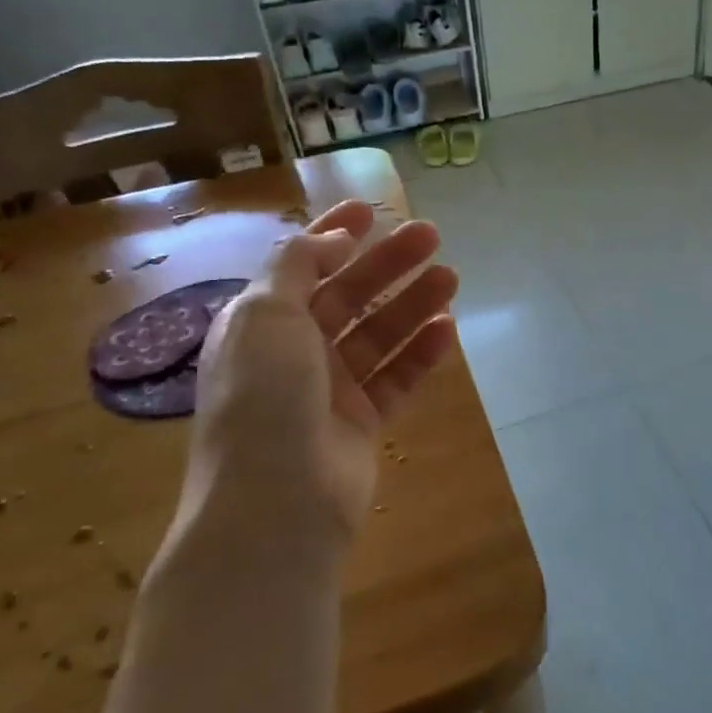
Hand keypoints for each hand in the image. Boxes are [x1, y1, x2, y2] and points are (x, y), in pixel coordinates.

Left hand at [168, 201, 458, 566]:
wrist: (276, 503)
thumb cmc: (263, 397)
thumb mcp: (265, 314)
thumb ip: (299, 264)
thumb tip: (337, 237)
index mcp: (260, 323)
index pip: (301, 266)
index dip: (333, 234)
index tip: (371, 209)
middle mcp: (294, 352)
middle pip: (349, 296)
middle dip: (387, 264)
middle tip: (431, 236)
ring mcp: (329, 390)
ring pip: (378, 335)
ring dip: (412, 304)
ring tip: (451, 278)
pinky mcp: (361, 422)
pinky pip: (395, 378)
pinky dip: (420, 353)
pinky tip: (446, 329)